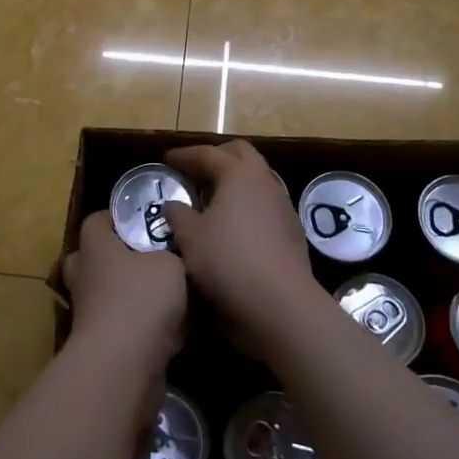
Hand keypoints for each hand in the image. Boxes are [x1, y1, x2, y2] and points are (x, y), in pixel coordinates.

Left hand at [63, 210, 186, 378]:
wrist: (123, 363)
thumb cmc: (142, 297)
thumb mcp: (171, 263)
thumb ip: (171, 254)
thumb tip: (171, 258)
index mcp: (95, 247)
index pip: (96, 221)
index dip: (118, 218)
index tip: (145, 221)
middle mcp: (85, 276)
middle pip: (94, 258)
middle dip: (119, 258)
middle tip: (151, 259)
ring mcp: (87, 312)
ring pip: (107, 295)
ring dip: (131, 296)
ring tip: (168, 297)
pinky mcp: (99, 344)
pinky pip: (120, 325)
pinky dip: (140, 327)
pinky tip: (172, 331)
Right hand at [159, 140, 320, 330]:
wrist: (280, 304)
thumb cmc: (228, 260)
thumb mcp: (190, 237)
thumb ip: (178, 215)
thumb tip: (174, 205)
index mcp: (239, 174)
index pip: (208, 154)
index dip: (185, 155)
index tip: (166, 159)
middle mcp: (265, 182)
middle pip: (241, 155)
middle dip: (216, 157)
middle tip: (194, 170)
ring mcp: (283, 207)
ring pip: (257, 180)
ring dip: (234, 182)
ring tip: (211, 197)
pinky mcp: (292, 232)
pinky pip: (265, 206)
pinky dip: (246, 206)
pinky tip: (232, 225)